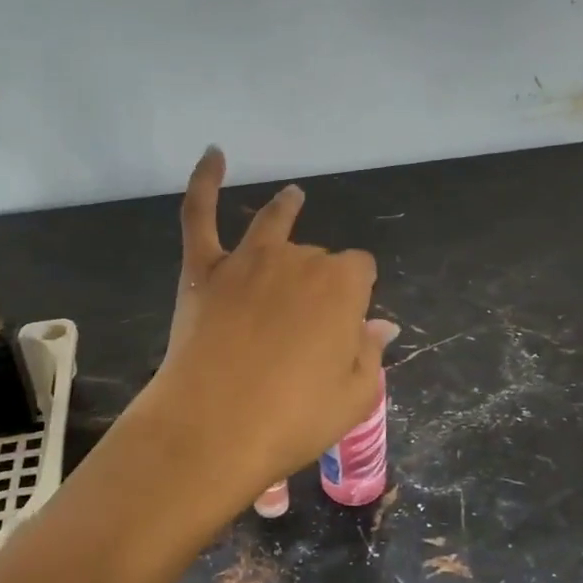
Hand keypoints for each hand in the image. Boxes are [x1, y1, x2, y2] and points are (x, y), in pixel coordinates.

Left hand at [138, 147, 393, 507]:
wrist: (212, 429)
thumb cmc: (292, 419)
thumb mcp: (354, 396)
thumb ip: (370, 354)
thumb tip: (383, 326)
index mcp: (342, 286)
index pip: (360, 271)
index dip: (355, 297)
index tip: (345, 328)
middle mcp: (298, 259)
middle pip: (317, 257)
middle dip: (318, 282)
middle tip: (304, 331)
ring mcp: (247, 260)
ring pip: (273, 224)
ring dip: (287, 209)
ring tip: (294, 196)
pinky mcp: (204, 269)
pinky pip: (200, 214)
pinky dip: (204, 181)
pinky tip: (213, 153)